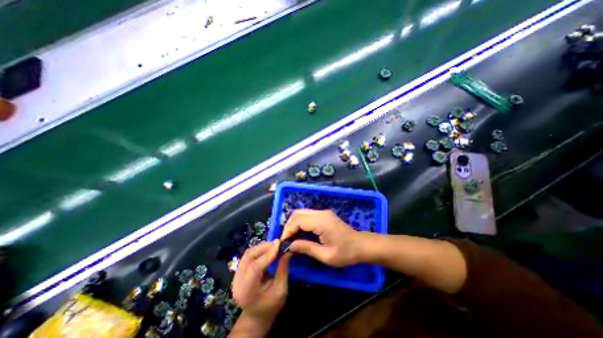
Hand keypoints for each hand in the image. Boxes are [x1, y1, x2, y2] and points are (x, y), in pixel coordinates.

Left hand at [232, 240, 291, 334]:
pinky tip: (267, 249)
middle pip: (248, 257)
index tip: (279, 244)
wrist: (256, 316)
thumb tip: (288, 250)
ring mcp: (235, 276)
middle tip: (277, 243)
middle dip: (263, 247)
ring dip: (261, 247)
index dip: (267, 254)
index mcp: (247, 291)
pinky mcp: (238, 272)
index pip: (255, 268)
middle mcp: (237, 282)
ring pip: (247, 254)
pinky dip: (258, 250)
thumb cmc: (271, 306)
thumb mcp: (281, 290)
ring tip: (273, 245)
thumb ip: (283, 269)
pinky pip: (247, 256)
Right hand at [281, 209, 364, 266]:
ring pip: (302, 212)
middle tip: (286, 239)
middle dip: (289, 225)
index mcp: (322, 222)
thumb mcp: (326, 256)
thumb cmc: (346, 253)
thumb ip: (307, 248)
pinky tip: (300, 232)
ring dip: (294, 223)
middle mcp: (321, 213)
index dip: (288, 230)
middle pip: (298, 213)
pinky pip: (307, 215)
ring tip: (291, 237)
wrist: (361, 245)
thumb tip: (290, 245)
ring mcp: (323, 212)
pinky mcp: (324, 214)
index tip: (284, 242)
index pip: (298, 220)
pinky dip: (300, 222)